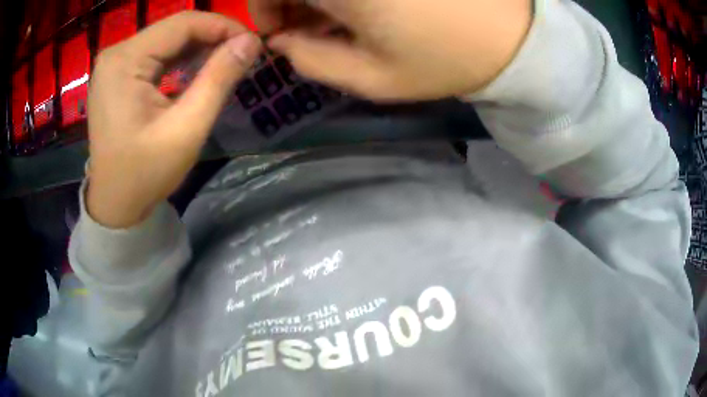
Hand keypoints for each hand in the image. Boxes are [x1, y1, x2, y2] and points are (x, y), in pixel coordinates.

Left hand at [86, 12, 261, 227]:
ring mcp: (115, 63)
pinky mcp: (118, 74)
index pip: (183, 23)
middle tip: (242, 55)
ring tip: (226, 61)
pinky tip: (198, 69)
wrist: (115, 203)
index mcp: (124, 61)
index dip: (223, 26)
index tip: (252, 43)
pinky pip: (156, 54)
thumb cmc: (145, 174)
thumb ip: (219, 79)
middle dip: (212, 36)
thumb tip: (251, 41)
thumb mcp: (186, 129)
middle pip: (174, 28)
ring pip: (167, 39)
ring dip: (198, 47)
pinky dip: (180, 58)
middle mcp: (116, 53)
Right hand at [250, 0, 531, 100]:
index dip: (261, 7)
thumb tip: (281, 41)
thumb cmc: (445, 59)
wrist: (511, 37)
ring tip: (339, 19)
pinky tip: (363, 8)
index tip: (277, 31)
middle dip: (287, 1)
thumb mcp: (372, 77)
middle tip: (305, 26)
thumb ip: (312, 60)